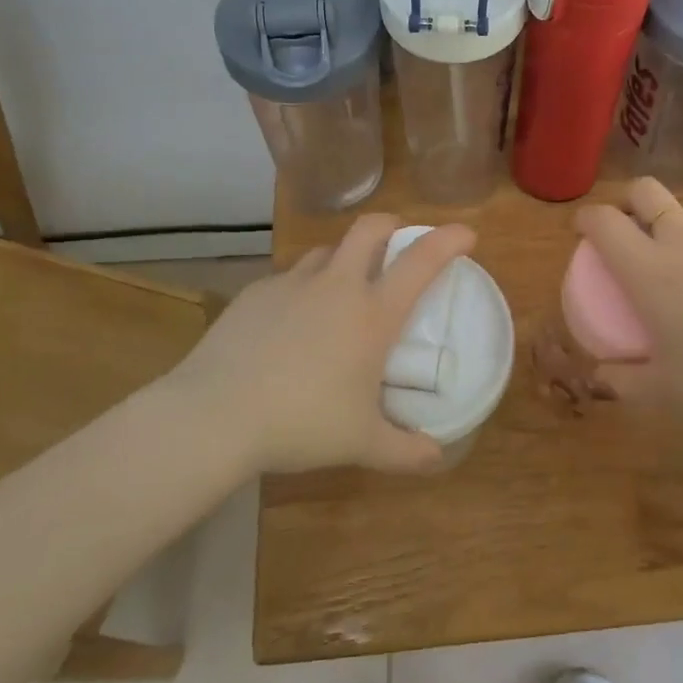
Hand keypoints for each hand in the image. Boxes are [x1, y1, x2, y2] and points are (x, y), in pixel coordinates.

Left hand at [167, 215, 474, 474]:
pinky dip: (303, 288)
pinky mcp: (256, 292)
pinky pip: (289, 278)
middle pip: (369, 229)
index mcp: (371, 314)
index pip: (420, 261)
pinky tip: (292, 321)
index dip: (448, 240)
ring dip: (343, 258)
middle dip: (392, 225)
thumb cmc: (301, 423)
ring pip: (326, 251)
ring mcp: (292, 283)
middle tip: (399, 241)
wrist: (217, 413)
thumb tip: (438, 456)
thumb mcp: (361, 443)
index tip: (466, 233)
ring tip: (342, 287)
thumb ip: (405, 449)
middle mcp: (336, 286)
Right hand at [573, 179, 682, 424]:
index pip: (604, 222)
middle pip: (646, 191)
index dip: (585, 218)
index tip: (582, 230)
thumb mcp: (666, 393)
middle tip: (630, 227)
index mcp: (650, 270)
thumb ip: (623, 381)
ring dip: (682, 227)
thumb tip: (599, 375)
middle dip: (629, 200)